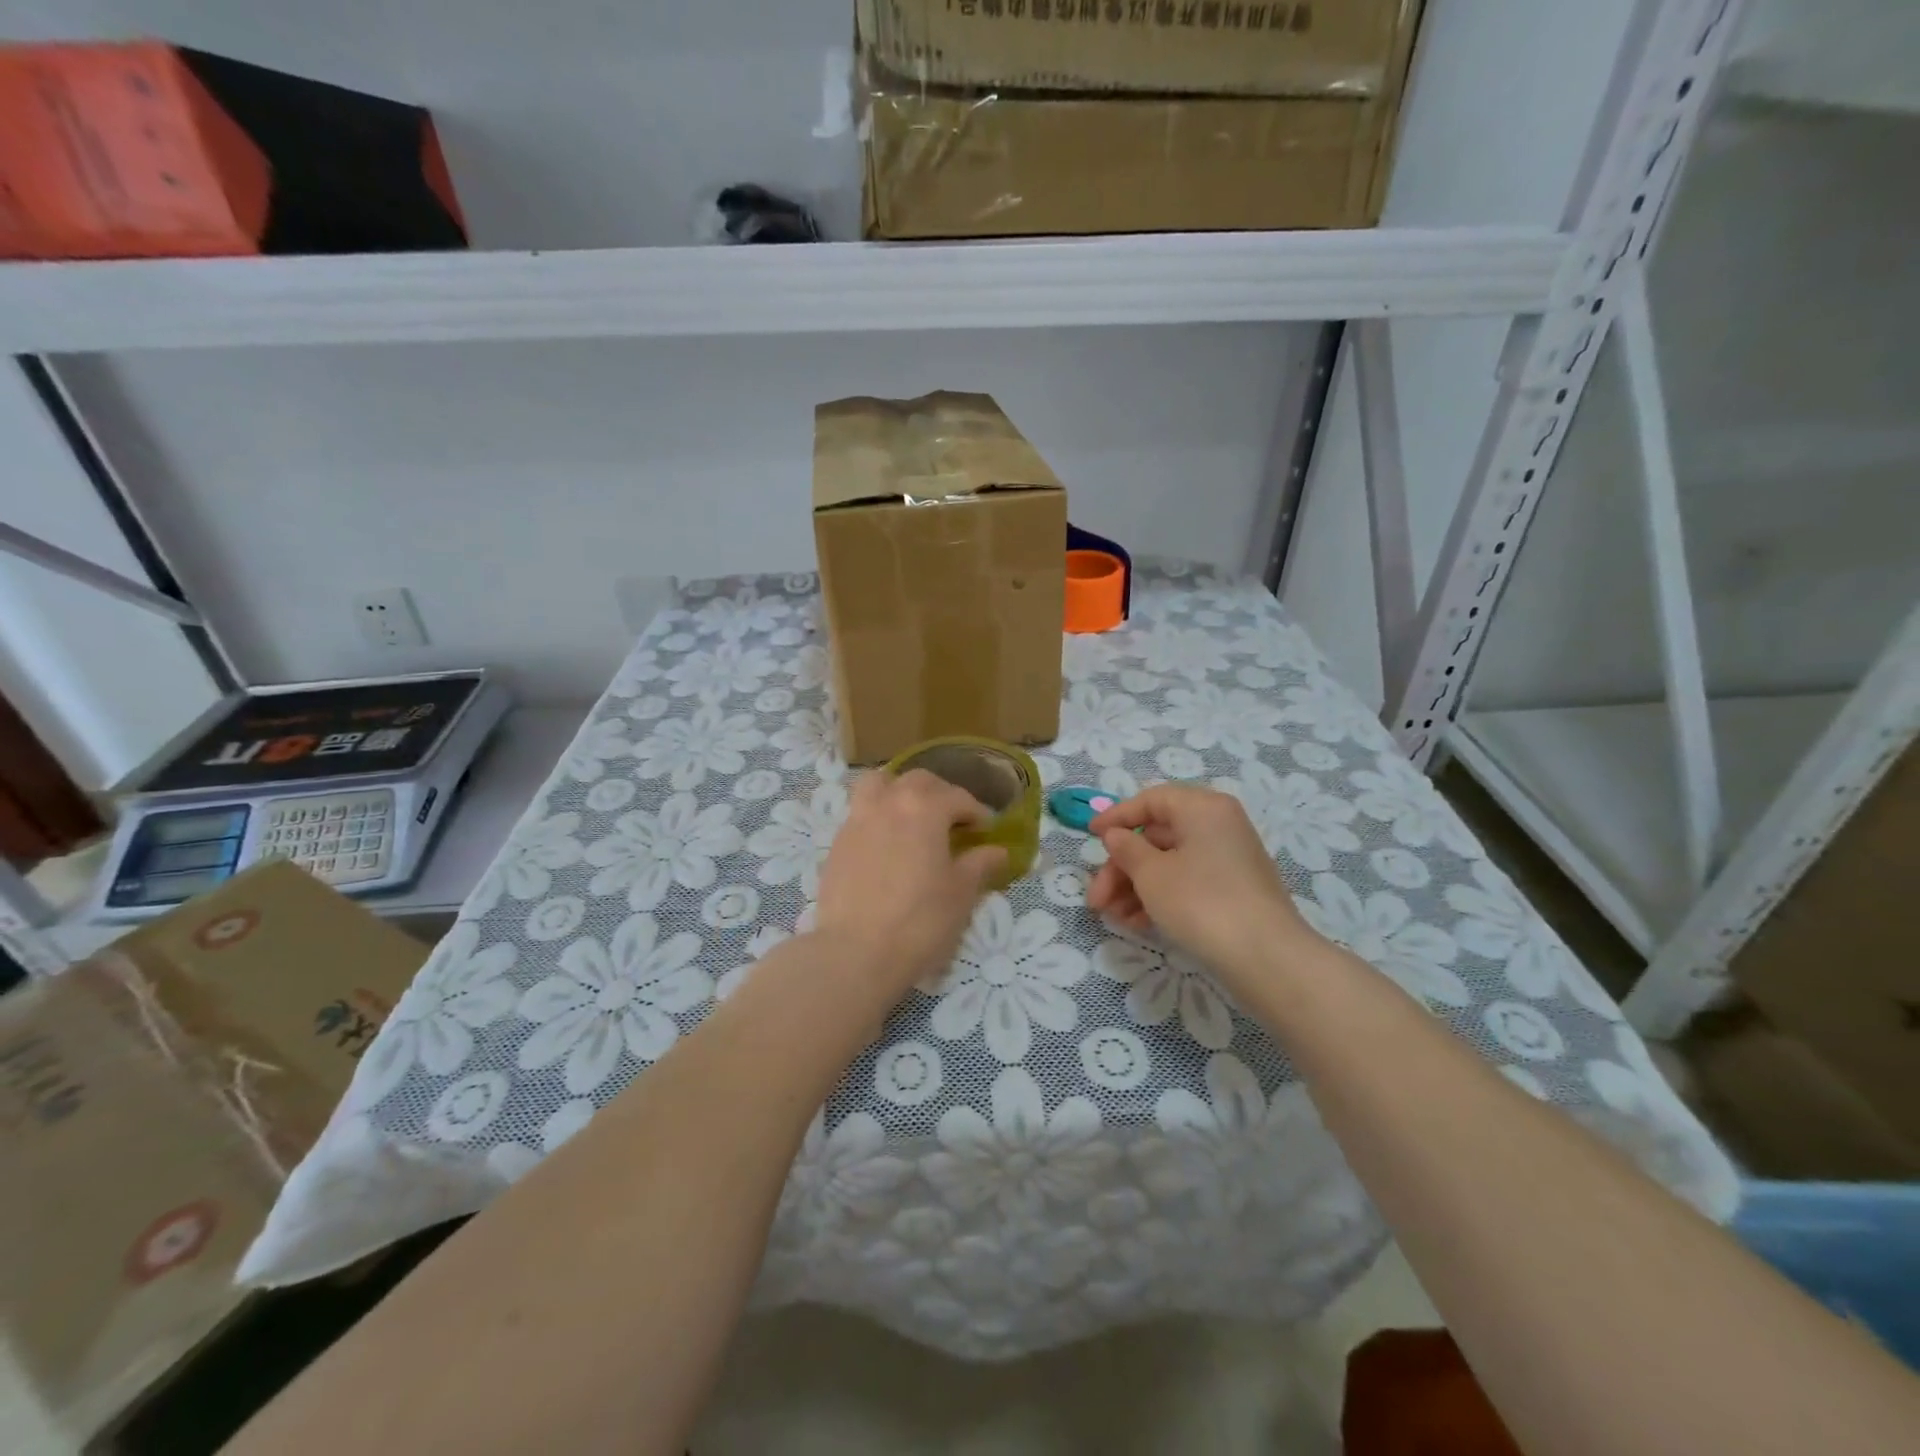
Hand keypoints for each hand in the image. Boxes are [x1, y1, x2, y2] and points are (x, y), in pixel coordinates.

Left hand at [812, 768, 1006, 1003]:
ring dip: (900, 791)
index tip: (986, 829)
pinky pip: (861, 812)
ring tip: (912, 816)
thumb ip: (980, 864)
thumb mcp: (961, 894)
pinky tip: (887, 843)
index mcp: (924, 808)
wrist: (856, 952)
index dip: (976, 811)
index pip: (957, 797)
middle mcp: (889, 803)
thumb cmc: (919, 921)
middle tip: (954, 819)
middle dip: (941, 793)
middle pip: (918, 781)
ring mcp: (858, 820)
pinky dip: (878, 815)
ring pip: (879, 785)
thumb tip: (998, 851)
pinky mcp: (837, 843)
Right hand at [1087, 785, 1312, 986]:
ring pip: (1169, 864)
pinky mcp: (1233, 892)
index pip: (1151, 800)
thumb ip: (1126, 849)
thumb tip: (1116, 835)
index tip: (1089, 836)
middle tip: (1096, 899)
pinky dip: (1160, 898)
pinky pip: (1187, 883)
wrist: (1267, 959)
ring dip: (1135, 888)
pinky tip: (1137, 924)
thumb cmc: (1201, 903)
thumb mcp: (1152, 874)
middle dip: (1121, 868)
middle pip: (1156, 837)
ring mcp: (1229, 860)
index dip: (1116, 817)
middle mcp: (1219, 826)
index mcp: (1202, 808)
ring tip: (1112, 918)